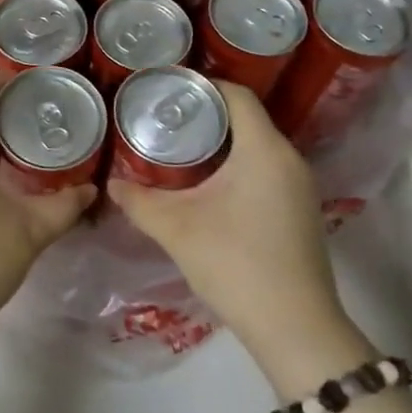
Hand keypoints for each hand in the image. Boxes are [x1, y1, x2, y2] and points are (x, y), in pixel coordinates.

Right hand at [109, 82, 367, 391]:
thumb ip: (139, 201)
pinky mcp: (300, 209)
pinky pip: (265, 168)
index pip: (236, 94)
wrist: (294, 327)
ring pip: (256, 144)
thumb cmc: (235, 264)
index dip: (201, 85)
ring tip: (177, 147)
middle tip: (162, 119)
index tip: (165, 90)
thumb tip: (111, 184)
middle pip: (246, 117)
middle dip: (204, 114)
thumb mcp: (176, 229)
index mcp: (264, 150)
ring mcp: (299, 185)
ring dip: (220, 141)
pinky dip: (236, 164)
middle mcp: (289, 158)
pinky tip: (207, 183)